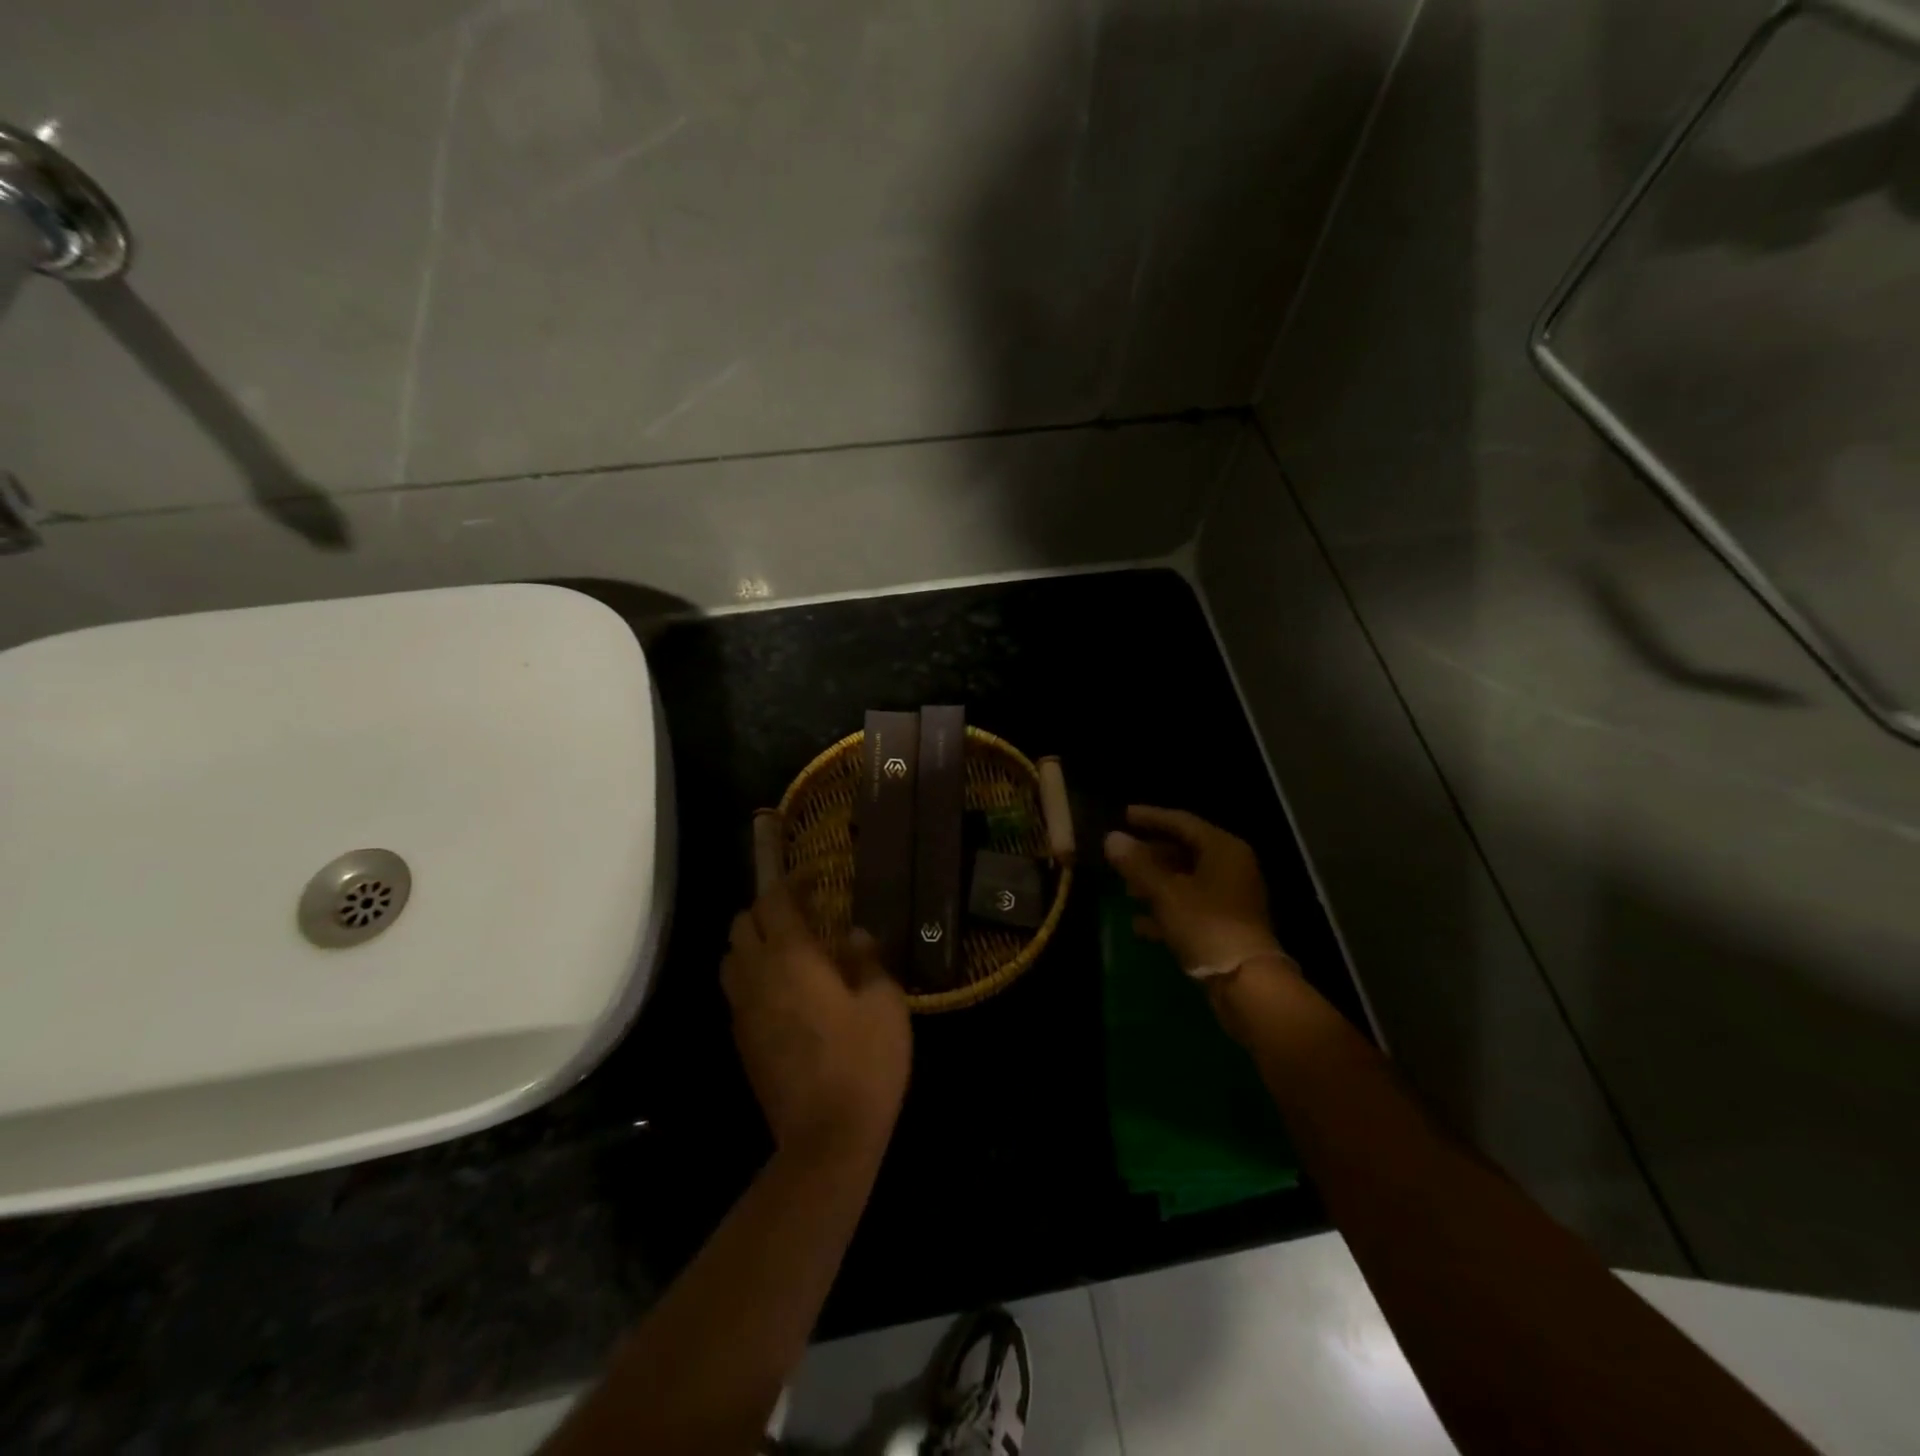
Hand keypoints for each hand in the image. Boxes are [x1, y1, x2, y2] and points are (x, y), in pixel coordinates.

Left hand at [721, 878, 911, 1164]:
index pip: (776, 901)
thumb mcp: (884, 1003)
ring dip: (753, 942)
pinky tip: (784, 991)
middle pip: (742, 923)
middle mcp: (758, 976)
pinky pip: (736, 990)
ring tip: (789, 949)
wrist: (827, 1138)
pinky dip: (752, 975)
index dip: (793, 882)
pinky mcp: (741, 1039)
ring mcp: (743, 1010)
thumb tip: (853, 935)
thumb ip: (867, 959)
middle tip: (804, 913)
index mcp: (792, 958)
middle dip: (768, 909)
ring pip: (731, 957)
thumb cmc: (865, 1061)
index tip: (817, 877)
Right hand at [1104, 806, 1290, 976]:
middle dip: (1150, 854)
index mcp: (1222, 849)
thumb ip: (1136, 864)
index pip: (1181, 821)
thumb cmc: (1206, 925)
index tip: (1123, 815)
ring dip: (1155, 883)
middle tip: (1120, 855)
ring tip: (1125, 889)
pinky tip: (1139, 924)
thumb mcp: (1164, 892)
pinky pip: (1191, 907)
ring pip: (1186, 880)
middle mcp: (1231, 867)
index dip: (1150, 817)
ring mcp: (1231, 897)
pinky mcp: (1226, 924)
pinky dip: (1166, 909)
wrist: (1247, 983)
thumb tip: (1111, 837)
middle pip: (1184, 850)